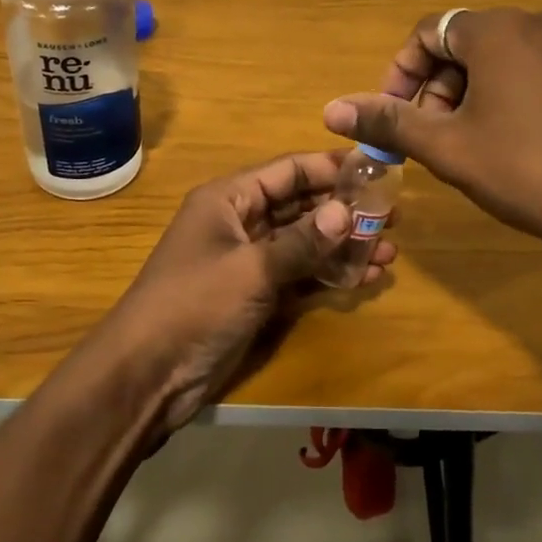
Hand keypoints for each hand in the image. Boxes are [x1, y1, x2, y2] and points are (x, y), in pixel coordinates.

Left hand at [103, 151, 396, 432]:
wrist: (148, 374)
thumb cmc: (194, 305)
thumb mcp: (251, 268)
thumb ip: (301, 241)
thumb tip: (346, 212)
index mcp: (228, 199)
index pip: (287, 170)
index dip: (329, 167)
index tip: (375, 170)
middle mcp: (240, 222)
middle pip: (299, 205)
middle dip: (343, 209)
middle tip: (393, 214)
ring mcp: (248, 261)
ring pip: (304, 242)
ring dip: (342, 245)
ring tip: (390, 250)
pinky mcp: (256, 295)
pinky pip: (299, 275)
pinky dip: (329, 274)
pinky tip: (366, 277)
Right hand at [323, 8, 541, 270]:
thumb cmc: (528, 171)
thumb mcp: (448, 148)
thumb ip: (388, 122)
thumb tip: (331, 109)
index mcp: (500, 29)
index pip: (428, 32)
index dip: (400, 74)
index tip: (393, 117)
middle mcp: (540, 22)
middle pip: (465, 45)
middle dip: (435, 89)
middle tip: (430, 139)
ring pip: (501, 60)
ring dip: (469, 96)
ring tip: (468, 147)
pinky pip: (535, 71)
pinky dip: (508, 98)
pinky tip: (512, 145)